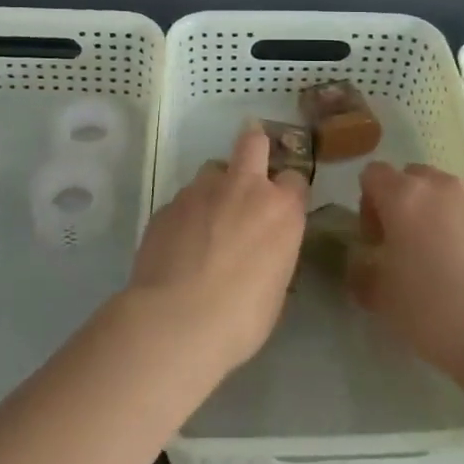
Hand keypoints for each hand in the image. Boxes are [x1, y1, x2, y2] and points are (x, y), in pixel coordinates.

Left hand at [125, 125, 307, 374]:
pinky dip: (185, 216)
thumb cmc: (240, 318)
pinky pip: (182, 201)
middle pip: (253, 142)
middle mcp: (243, 188)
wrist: (175, 322)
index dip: (289, 191)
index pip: (296, 179)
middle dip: (254, 146)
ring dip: (215, 188)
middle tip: (249, 167)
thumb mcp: (276, 290)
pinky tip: (179, 246)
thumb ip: (273, 255)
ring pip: (211, 171)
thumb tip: (262, 253)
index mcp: (280, 210)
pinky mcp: (167, 205)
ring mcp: (200, 191)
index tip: (283, 207)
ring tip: (207, 221)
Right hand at [347, 162, 463, 378]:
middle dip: (404, 204)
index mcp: (404, 196)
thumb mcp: (381, 298)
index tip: (377, 241)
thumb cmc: (435, 312)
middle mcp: (441, 185)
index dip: (368, 204)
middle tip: (407, 247)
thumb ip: (361, 271)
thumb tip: (362, 263)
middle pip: (412, 177)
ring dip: (438, 213)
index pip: (373, 174)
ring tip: (445, 258)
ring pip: (447, 192)